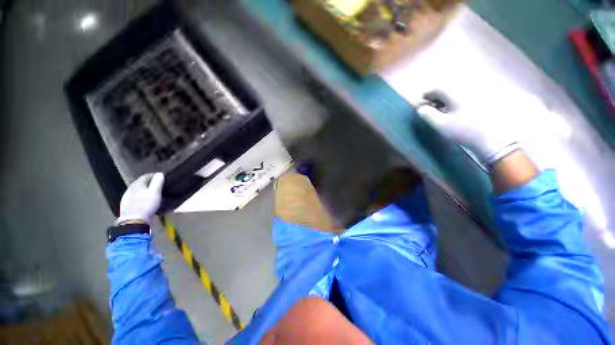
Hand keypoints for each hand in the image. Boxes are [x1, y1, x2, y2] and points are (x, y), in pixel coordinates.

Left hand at [116, 173, 164, 224]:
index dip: (154, 175)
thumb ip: (157, 182)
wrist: (133, 221)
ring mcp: (126, 196)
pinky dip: (139, 196)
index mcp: (138, 184)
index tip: (161, 177)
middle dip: (149, 182)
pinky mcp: (125, 204)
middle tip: (157, 185)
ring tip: (151, 193)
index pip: (146, 176)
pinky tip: (143, 200)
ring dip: (143, 189)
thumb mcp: (155, 192)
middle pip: (140, 182)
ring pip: (136, 189)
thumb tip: (159, 173)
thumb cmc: (146, 205)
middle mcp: (130, 188)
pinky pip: (133, 196)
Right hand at [416, 91, 520, 164]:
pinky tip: (452, 112)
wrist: (495, 139)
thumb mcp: (441, 125)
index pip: (435, 88)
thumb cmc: (464, 131)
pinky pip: (464, 96)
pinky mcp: (484, 99)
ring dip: (443, 100)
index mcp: (455, 92)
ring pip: (455, 92)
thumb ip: (428, 115)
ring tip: (438, 111)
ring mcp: (477, 93)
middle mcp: (466, 88)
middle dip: (433, 98)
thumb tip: (421, 108)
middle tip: (427, 109)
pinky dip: (454, 101)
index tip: (417, 106)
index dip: (423, 96)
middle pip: (445, 88)